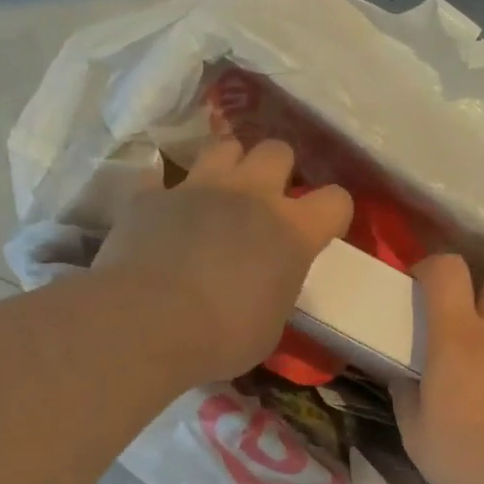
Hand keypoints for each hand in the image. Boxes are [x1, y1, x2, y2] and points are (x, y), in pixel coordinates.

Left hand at [94, 138, 352, 384]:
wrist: (148, 325)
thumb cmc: (222, 337)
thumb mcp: (270, 324)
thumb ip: (275, 289)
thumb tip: (265, 284)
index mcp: (292, 231)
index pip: (336, 201)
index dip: (331, 214)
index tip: (320, 232)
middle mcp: (250, 194)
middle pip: (277, 151)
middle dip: (276, 171)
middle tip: (264, 203)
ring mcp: (198, 187)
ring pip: (223, 146)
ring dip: (227, 166)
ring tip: (217, 195)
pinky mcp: (151, 195)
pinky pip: (160, 177)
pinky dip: (164, 193)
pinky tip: (162, 212)